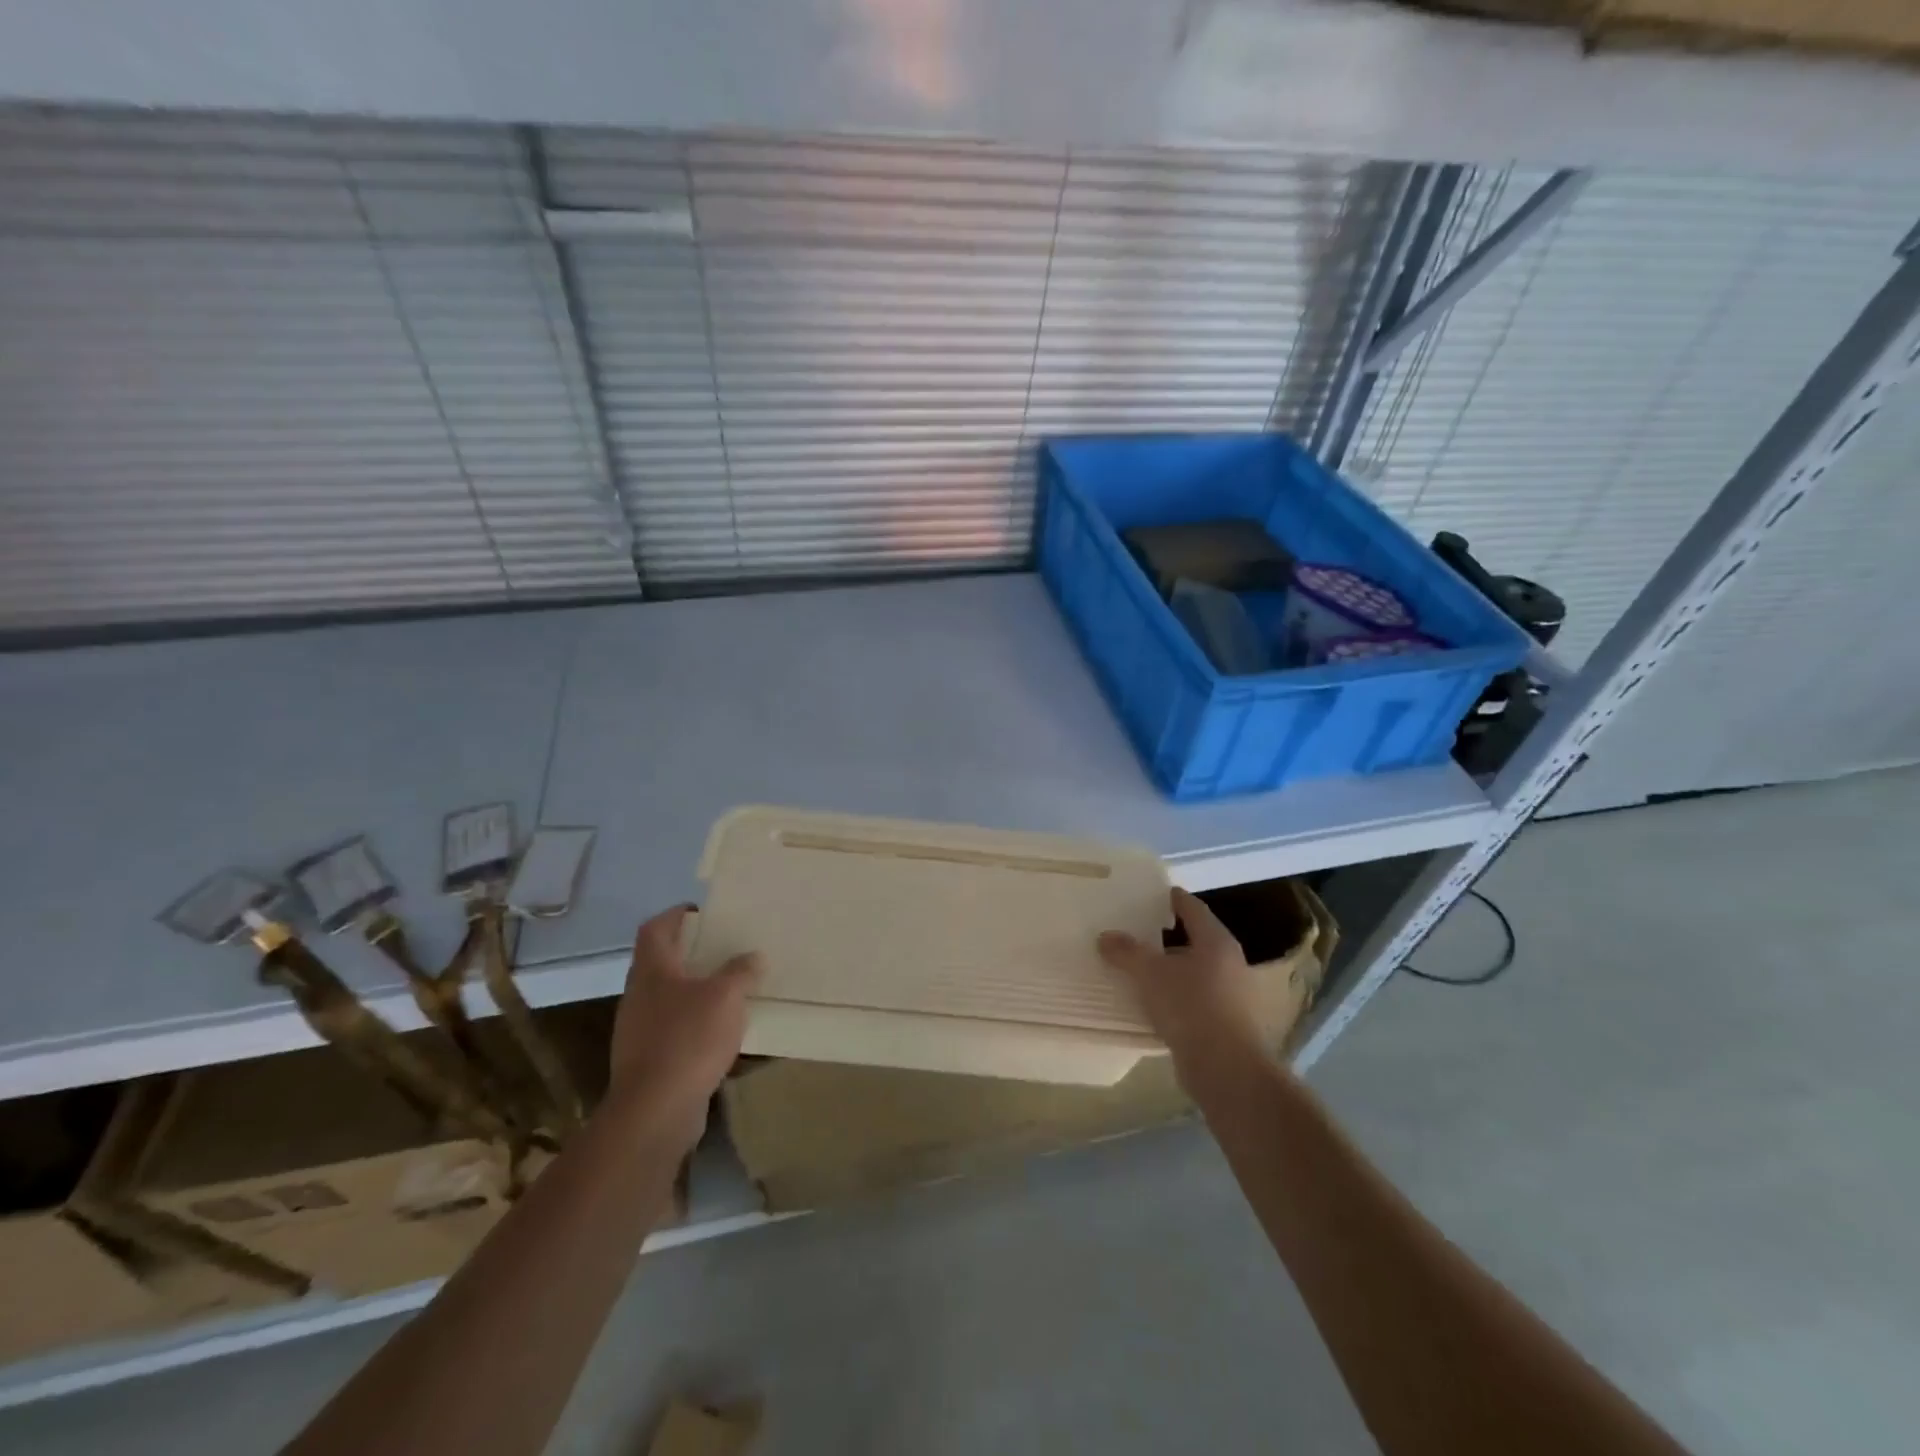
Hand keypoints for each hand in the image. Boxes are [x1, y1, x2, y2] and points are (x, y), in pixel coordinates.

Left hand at [605, 905, 761, 1147]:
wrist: (655, 1111)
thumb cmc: (688, 1039)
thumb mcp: (726, 996)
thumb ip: (740, 971)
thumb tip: (752, 956)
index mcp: (652, 971)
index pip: (655, 928)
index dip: (675, 915)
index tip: (702, 911)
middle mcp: (639, 995)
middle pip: (661, 962)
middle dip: (690, 953)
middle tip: (724, 947)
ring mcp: (639, 1030)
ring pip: (668, 997)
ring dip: (695, 990)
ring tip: (730, 988)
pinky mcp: (648, 1060)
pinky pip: (674, 1029)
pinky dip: (696, 1023)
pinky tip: (722, 1032)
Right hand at [1098, 888, 1264, 1073]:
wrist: (1227, 1069)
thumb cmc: (1191, 1007)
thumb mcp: (1150, 974)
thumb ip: (1127, 952)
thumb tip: (1105, 936)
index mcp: (1216, 941)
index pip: (1192, 908)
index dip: (1171, 899)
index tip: (1150, 894)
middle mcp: (1229, 963)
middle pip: (1194, 940)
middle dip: (1165, 937)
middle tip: (1135, 930)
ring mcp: (1231, 996)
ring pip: (1193, 973)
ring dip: (1168, 970)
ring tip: (1137, 968)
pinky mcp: (1225, 1024)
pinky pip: (1193, 1001)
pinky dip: (1173, 997)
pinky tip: (1150, 1004)